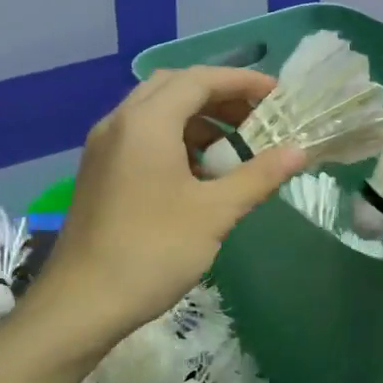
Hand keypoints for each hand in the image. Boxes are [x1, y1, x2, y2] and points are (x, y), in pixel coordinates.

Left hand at [36, 67, 304, 345]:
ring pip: (154, 112)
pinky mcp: (97, 171)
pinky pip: (139, 136)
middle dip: (218, 97)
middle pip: (173, 88)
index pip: (198, 80)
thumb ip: (258, 176)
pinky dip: (172, 140)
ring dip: (194, 119)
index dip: (242, 82)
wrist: (82, 302)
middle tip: (255, 118)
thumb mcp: (214, 213)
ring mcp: (102, 147)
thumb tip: (300, 151)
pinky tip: (195, 173)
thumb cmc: (153, 251)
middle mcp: (119, 123)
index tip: (277, 95)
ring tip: (231, 147)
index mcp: (146, 122)